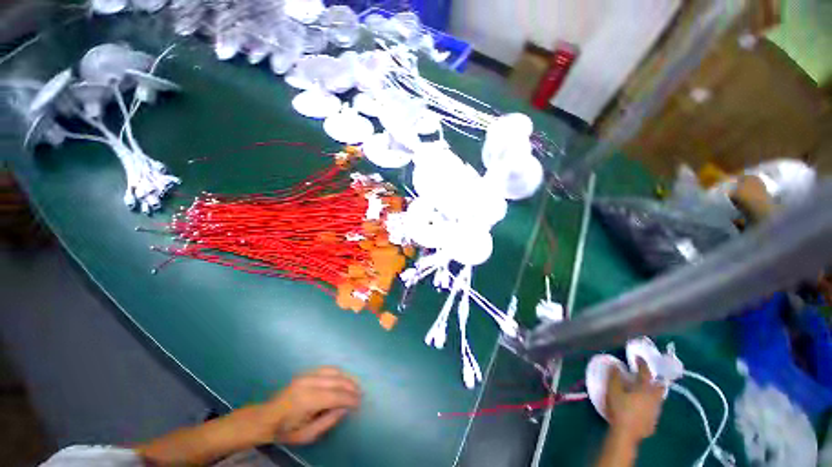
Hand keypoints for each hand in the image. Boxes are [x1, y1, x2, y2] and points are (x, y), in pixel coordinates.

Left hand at [255, 366, 361, 444]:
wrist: (265, 418)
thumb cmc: (285, 430)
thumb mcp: (307, 435)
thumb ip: (328, 421)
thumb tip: (345, 408)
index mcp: (307, 400)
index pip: (335, 396)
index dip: (350, 399)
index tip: (359, 403)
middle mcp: (308, 383)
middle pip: (337, 381)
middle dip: (351, 387)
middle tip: (360, 394)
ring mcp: (306, 375)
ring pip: (334, 371)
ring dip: (347, 378)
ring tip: (354, 386)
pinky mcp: (306, 372)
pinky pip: (327, 369)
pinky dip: (338, 373)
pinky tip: (343, 379)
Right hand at [606, 358, 664, 444]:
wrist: (626, 433)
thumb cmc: (619, 408)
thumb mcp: (613, 390)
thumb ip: (614, 376)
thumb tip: (615, 365)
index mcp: (644, 389)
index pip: (645, 372)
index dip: (642, 363)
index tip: (637, 357)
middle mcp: (654, 399)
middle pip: (659, 387)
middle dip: (655, 380)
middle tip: (647, 377)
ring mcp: (655, 411)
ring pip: (658, 399)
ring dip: (652, 393)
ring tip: (643, 391)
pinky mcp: (653, 422)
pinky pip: (654, 409)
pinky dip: (649, 404)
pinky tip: (642, 407)